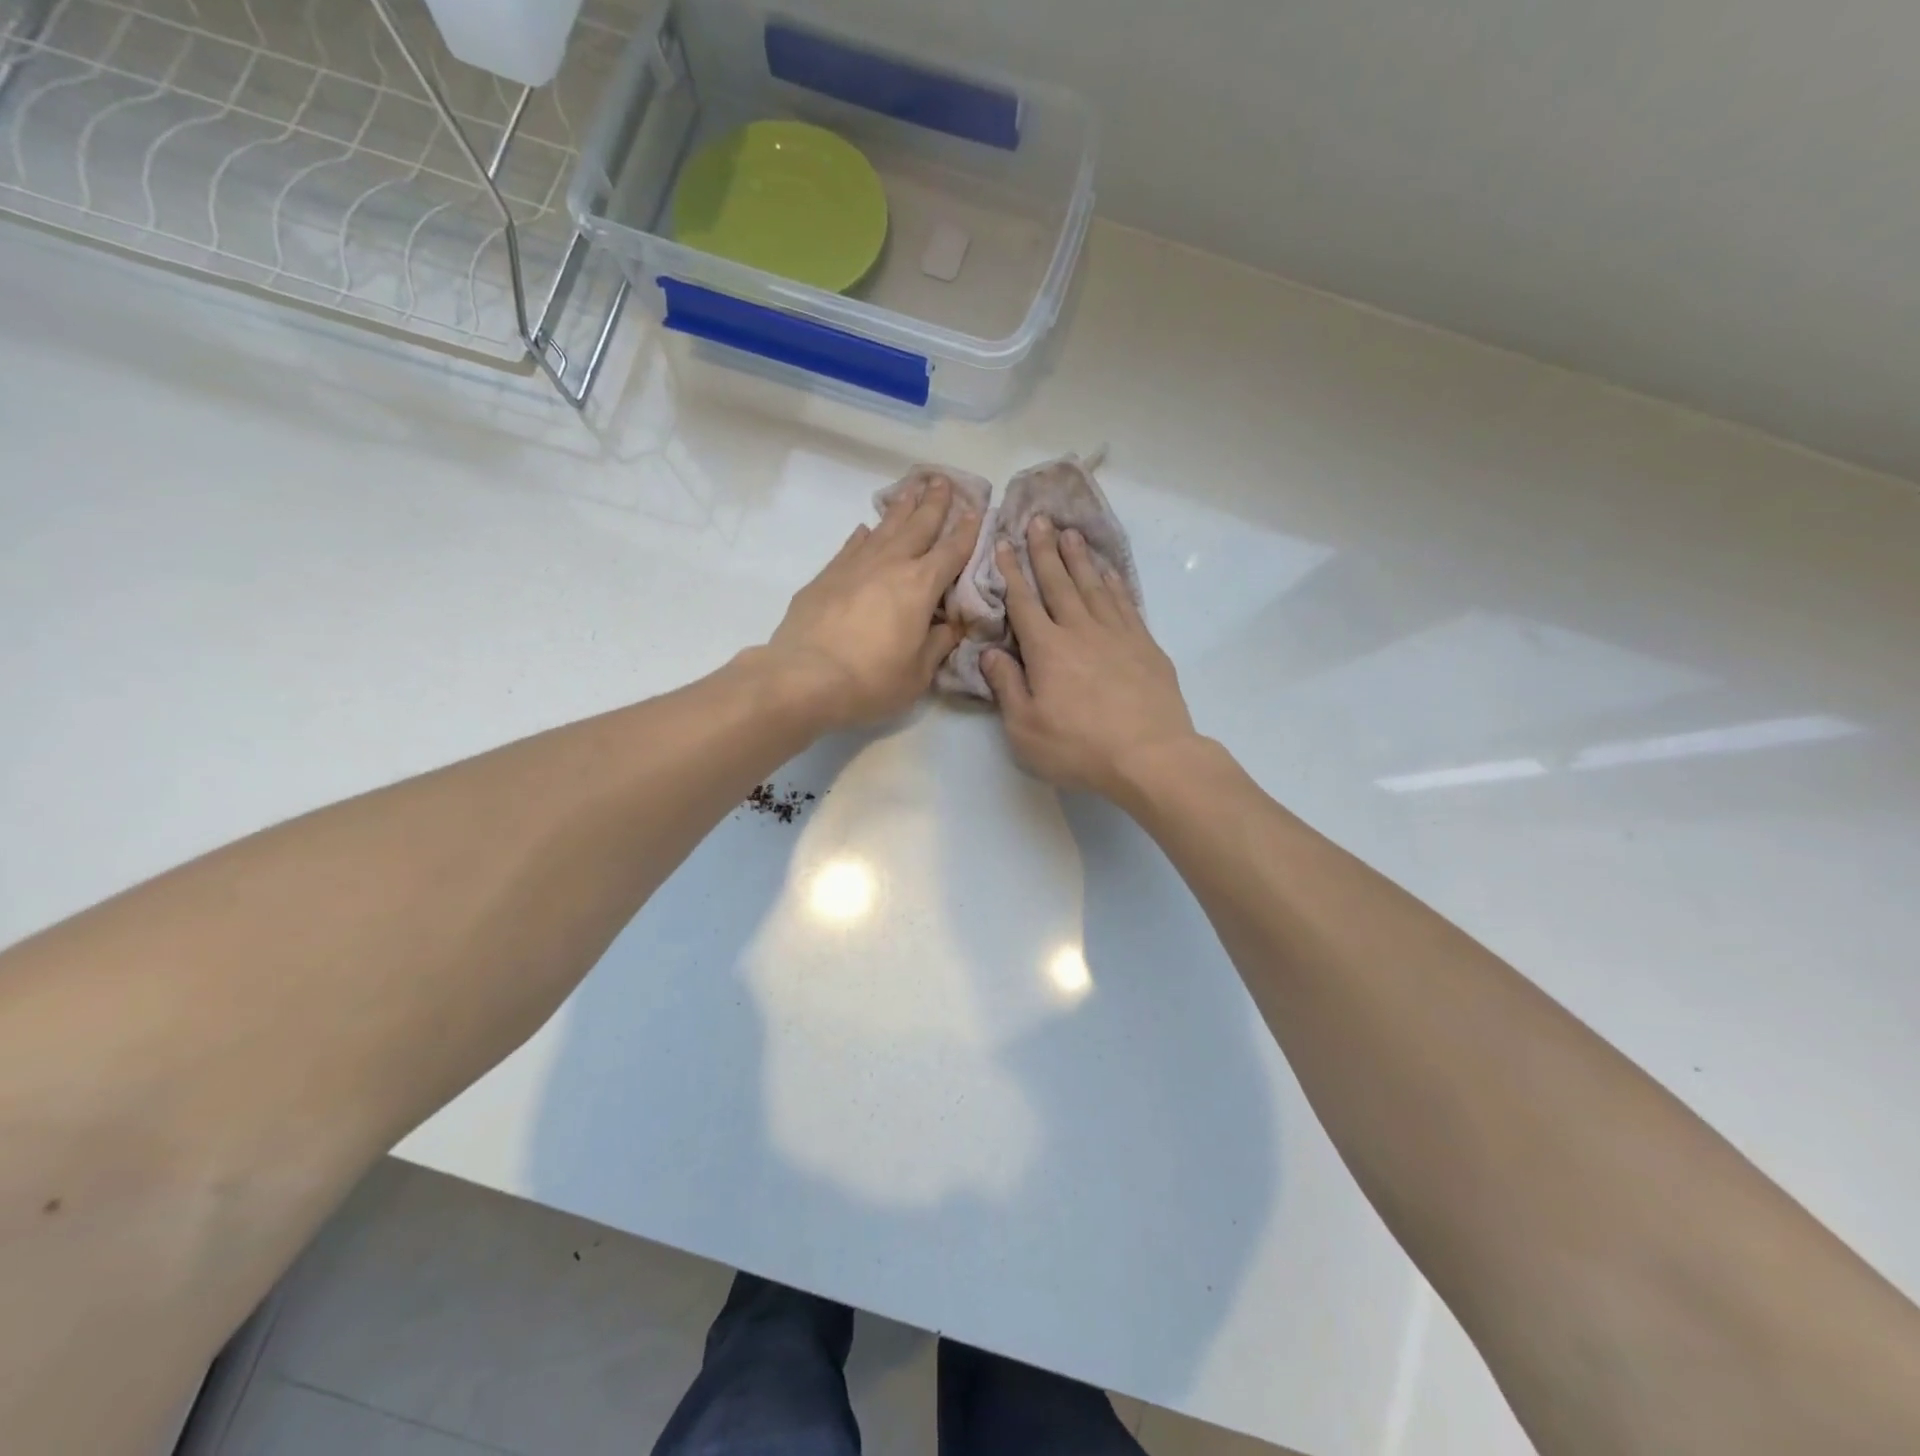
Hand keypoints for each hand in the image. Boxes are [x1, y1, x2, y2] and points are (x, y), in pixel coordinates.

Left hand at [762, 476, 978, 731]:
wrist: (804, 678)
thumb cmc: (871, 680)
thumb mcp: (918, 672)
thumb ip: (939, 643)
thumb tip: (953, 625)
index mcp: (920, 586)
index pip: (951, 551)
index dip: (967, 531)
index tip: (976, 511)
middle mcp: (890, 565)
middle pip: (917, 526)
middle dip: (934, 503)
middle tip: (943, 479)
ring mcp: (854, 566)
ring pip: (883, 528)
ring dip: (900, 507)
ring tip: (911, 488)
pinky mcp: (826, 576)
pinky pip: (851, 545)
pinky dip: (863, 534)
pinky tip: (865, 527)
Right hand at [980, 519, 1198, 797]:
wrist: (1149, 755)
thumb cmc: (1079, 747)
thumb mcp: (1025, 728)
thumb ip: (1006, 687)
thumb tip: (991, 653)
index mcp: (1047, 649)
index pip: (1023, 602)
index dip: (1011, 572)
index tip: (1002, 543)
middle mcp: (1080, 630)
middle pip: (1059, 583)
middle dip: (1045, 551)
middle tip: (1039, 519)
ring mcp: (1117, 634)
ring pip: (1093, 586)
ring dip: (1080, 558)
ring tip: (1070, 534)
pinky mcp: (1145, 645)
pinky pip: (1125, 603)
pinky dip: (1114, 583)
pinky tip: (1108, 572)